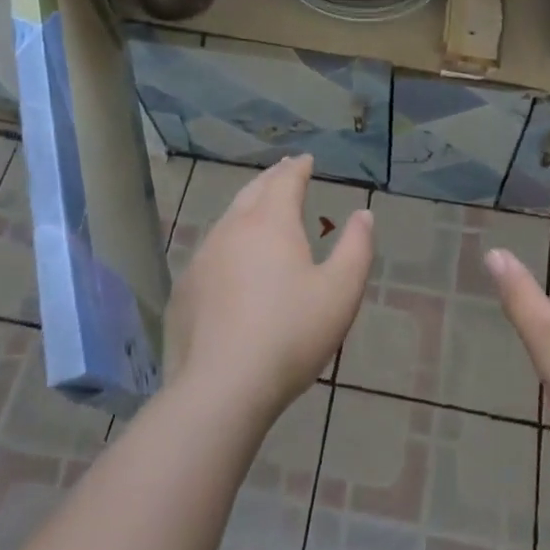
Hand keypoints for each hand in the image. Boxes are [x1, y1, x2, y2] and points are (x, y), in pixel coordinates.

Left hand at [164, 155, 372, 424]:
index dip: (298, 168)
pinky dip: (228, 240)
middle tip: (284, 171)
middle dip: (272, 179)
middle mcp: (233, 228)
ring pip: (228, 218)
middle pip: (253, 191)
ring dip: (247, 206)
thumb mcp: (341, 292)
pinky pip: (211, 250)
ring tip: (260, 207)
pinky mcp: (185, 289)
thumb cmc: (291, 334)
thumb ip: (356, 248)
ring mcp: (203, 257)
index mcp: (271, 222)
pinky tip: (232, 258)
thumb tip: (363, 214)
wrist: (222, 388)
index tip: (306, 161)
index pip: (285, 181)